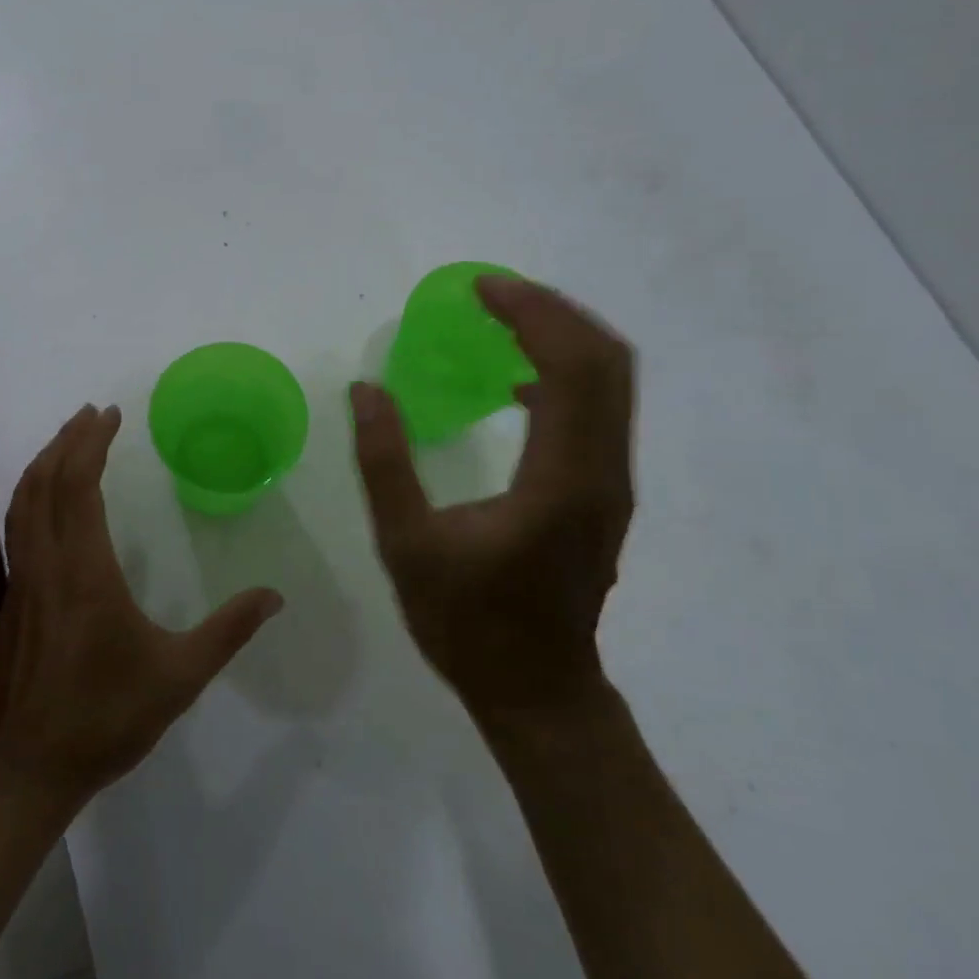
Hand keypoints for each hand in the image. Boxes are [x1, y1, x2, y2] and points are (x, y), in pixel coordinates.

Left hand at [0, 404, 283, 808]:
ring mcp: (18, 582)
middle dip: (65, 441)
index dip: (91, 444)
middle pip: (43, 483)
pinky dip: (32, 498)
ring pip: (21, 504)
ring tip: (66, 443)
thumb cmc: (105, 717)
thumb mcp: (179, 677)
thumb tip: (274, 597)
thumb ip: (228, 632)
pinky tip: (49, 505)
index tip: (109, 414)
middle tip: (89, 414)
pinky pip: (16, 530)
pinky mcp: (9, 602)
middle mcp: (44, 565)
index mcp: (83, 572)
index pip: (78, 486)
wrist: (27, 767)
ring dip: (42, 465)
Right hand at [350, 275, 635, 736]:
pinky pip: (600, 411)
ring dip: (563, 337)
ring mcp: (612, 484)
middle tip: (492, 292)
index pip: (569, 368)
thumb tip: (366, 389)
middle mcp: (604, 473)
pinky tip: (516, 382)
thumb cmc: (467, 623)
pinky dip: (565, 374)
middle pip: (607, 362)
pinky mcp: (604, 495)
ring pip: (612, 384)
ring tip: (504, 319)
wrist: (537, 690)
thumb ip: (384, 462)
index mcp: (561, 481)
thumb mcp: (406, 544)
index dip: (530, 314)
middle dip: (553, 312)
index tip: (480, 288)